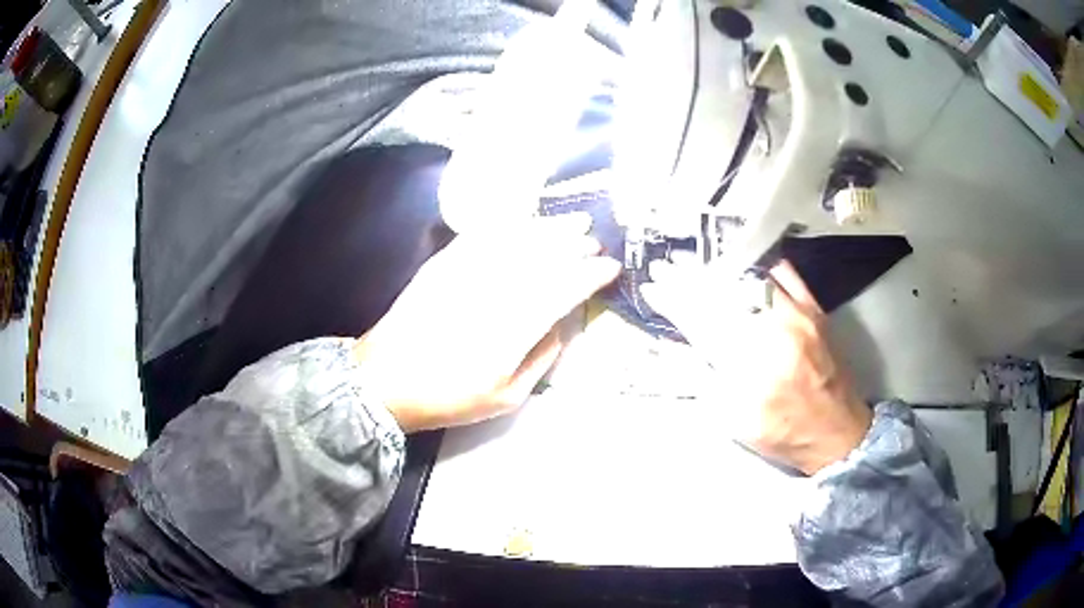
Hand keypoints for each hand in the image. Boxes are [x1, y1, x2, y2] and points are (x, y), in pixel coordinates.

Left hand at [354, 215, 620, 432]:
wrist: (385, 380)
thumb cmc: (448, 396)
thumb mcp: (507, 397)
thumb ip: (542, 358)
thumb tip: (561, 324)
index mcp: (513, 329)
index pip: (563, 288)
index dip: (591, 275)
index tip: (610, 268)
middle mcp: (493, 291)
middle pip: (544, 256)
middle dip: (575, 245)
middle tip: (594, 242)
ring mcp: (465, 272)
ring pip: (518, 238)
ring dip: (550, 228)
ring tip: (573, 222)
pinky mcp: (444, 262)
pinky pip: (484, 234)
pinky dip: (511, 225)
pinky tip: (527, 223)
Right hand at [641, 259, 871, 474]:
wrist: (838, 433)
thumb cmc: (783, 434)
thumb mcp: (733, 420)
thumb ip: (702, 380)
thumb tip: (672, 347)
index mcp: (751, 366)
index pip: (703, 321)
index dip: (674, 301)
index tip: (653, 287)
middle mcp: (775, 332)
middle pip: (724, 294)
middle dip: (689, 278)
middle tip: (666, 266)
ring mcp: (799, 315)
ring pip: (751, 279)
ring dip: (718, 269)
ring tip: (695, 263)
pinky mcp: (815, 310)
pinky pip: (786, 275)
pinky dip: (760, 265)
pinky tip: (743, 261)